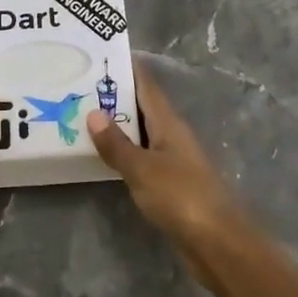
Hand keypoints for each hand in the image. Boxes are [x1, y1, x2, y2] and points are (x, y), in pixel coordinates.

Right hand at [93, 63, 297, 296]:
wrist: (217, 243)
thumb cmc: (181, 197)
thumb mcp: (142, 169)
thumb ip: (116, 143)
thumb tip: (94, 112)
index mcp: (169, 124)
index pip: (147, 85)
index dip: (128, 68)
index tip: (103, 54)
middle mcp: (173, 136)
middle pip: (142, 107)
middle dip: (116, 96)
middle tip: (80, 86)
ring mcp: (173, 160)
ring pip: (141, 133)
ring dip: (118, 125)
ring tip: (84, 116)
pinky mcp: (171, 184)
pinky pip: (142, 158)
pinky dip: (124, 152)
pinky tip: (104, 156)